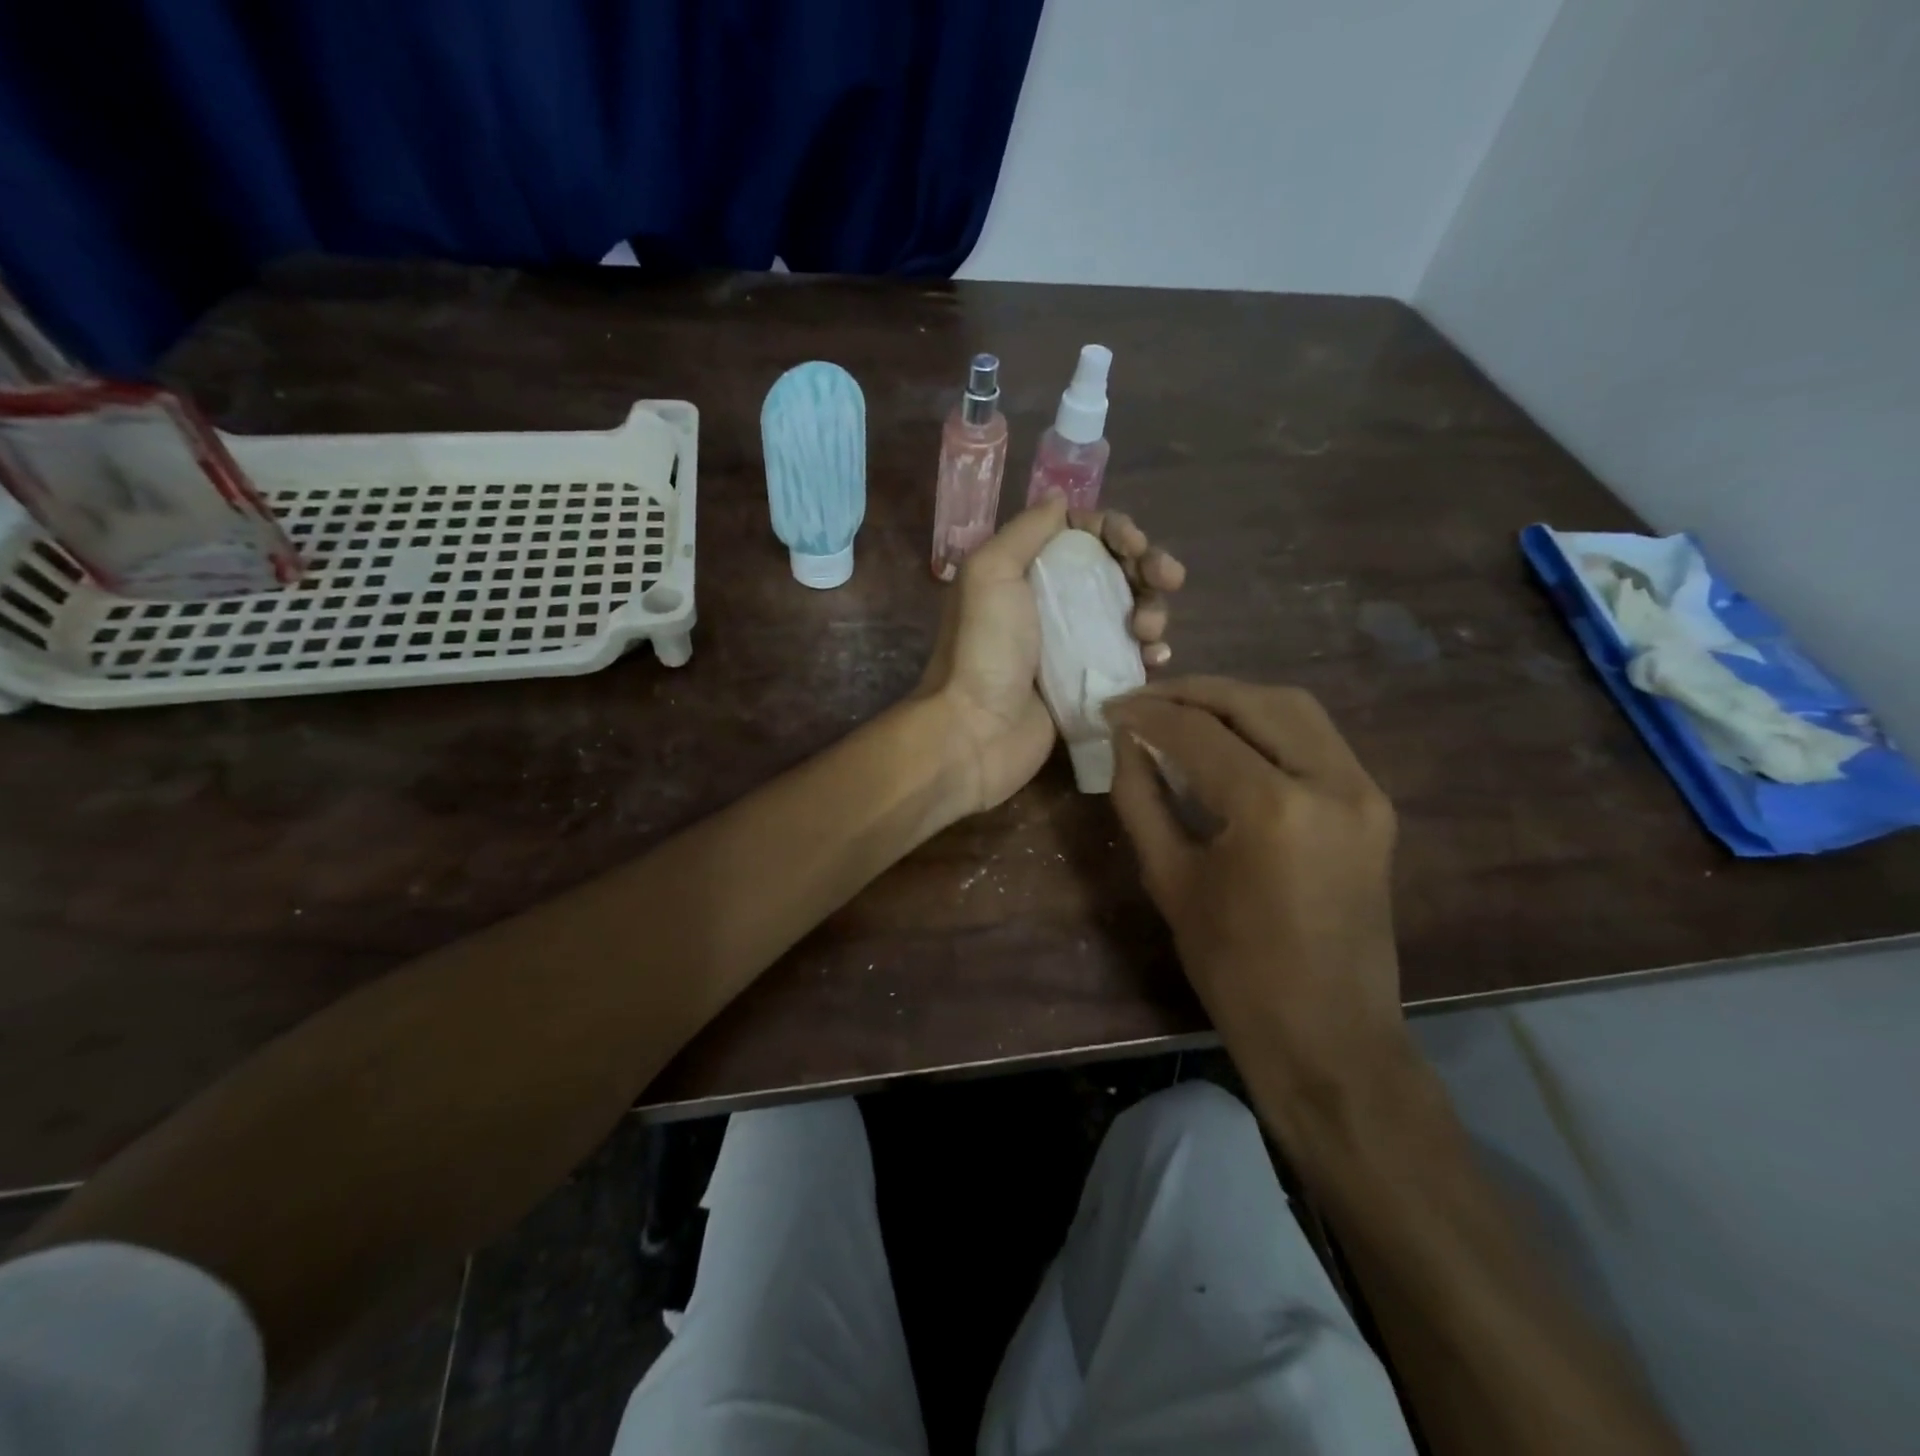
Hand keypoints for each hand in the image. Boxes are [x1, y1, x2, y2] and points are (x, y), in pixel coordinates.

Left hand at [919, 498, 1184, 815]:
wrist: (976, 731)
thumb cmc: (983, 649)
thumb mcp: (991, 573)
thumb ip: (1026, 530)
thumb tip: (1062, 500)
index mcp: (1028, 571)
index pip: (1084, 536)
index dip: (1115, 531)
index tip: (1132, 544)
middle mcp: (1052, 603)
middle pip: (1115, 571)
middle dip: (1147, 566)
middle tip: (1165, 577)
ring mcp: (1072, 645)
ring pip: (1129, 613)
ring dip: (1152, 610)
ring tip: (1147, 630)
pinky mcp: (1088, 684)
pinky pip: (1130, 658)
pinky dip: (1150, 652)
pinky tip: (1157, 658)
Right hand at [1105, 678, 1407, 1102]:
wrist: (1327, 1035)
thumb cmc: (1234, 969)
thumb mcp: (1170, 879)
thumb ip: (1141, 797)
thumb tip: (1125, 741)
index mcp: (1274, 808)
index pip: (1199, 733)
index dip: (1147, 714)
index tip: (1109, 710)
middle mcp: (1331, 782)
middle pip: (1254, 701)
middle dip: (1191, 692)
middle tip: (1142, 701)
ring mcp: (1364, 791)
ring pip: (1293, 708)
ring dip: (1233, 700)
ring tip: (1181, 711)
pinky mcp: (1374, 805)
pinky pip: (1315, 738)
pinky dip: (1267, 724)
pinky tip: (1229, 738)